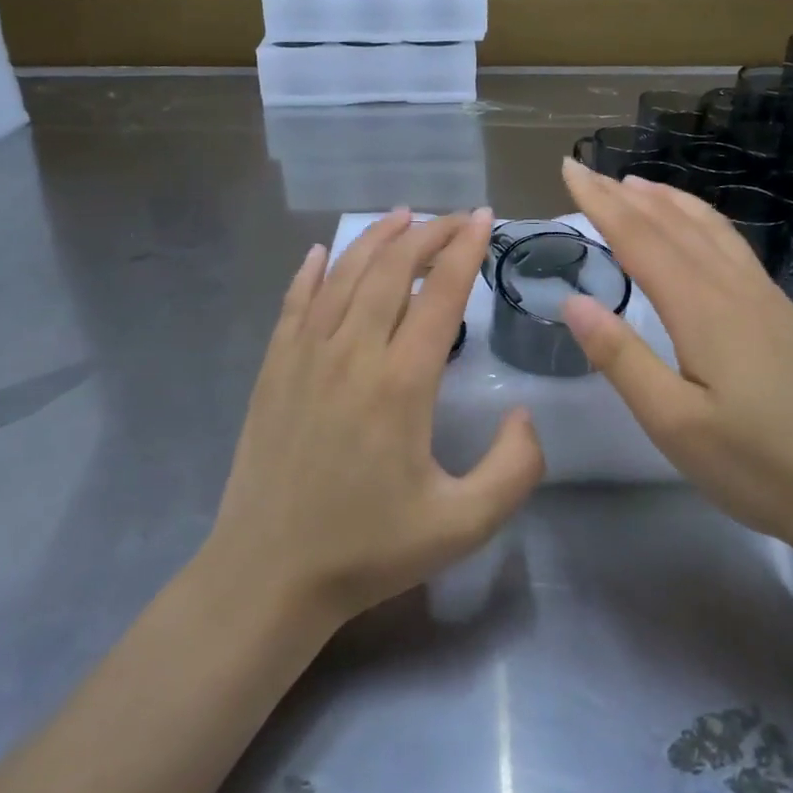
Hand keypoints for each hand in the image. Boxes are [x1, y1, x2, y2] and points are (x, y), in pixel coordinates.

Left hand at [207, 209, 544, 626]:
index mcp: (401, 383)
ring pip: (344, 276)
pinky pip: (295, 302)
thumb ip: (514, 468)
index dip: (465, 250)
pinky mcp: (273, 368)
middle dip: (427, 235)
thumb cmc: (368, 549)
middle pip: (392, 270)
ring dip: (376, 240)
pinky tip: (324, 253)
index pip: (441, 294)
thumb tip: (524, 415)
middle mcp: (352, 353)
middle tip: (453, 218)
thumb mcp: (463, 525)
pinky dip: (312, 271)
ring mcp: (305, 356)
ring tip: (402, 217)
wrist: (268, 575)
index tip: (483, 219)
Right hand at [559, 160, 792, 550]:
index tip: (570, 169)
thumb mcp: (673, 423)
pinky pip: (735, 248)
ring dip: (670, 200)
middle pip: (674, 225)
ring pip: (712, 230)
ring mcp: (768, 299)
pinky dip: (704, 223)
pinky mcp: (787, 316)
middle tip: (590, 171)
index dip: (601, 203)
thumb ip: (622, 358)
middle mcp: (736, 289)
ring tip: (638, 185)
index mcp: (703, 309)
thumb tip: (574, 301)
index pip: (640, 239)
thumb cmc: (756, 466)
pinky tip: (701, 234)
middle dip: (627, 194)